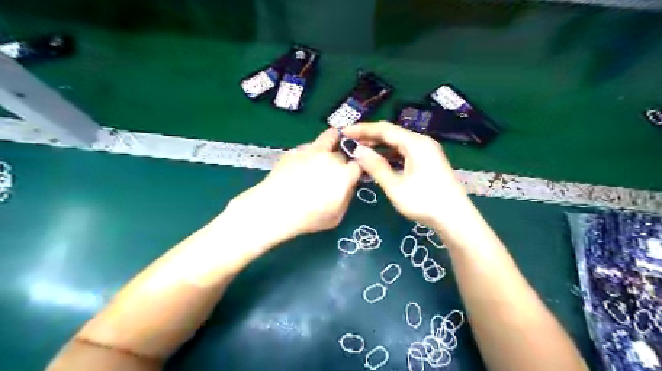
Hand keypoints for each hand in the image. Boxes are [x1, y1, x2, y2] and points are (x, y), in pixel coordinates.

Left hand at [230, 128, 361, 243]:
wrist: (275, 208)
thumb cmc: (309, 217)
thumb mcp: (337, 216)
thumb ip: (347, 197)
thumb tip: (348, 185)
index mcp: (344, 174)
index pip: (361, 163)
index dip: (358, 168)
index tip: (354, 174)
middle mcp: (331, 157)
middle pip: (345, 151)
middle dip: (344, 158)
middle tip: (336, 168)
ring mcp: (313, 150)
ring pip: (330, 136)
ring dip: (333, 142)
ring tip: (327, 150)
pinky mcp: (296, 150)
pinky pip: (311, 146)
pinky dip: (313, 151)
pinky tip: (303, 164)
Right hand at [341, 121, 470, 226]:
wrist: (455, 218)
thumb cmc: (424, 201)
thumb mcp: (395, 186)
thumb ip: (375, 166)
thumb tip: (357, 150)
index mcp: (415, 143)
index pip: (384, 129)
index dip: (362, 129)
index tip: (343, 132)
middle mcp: (422, 142)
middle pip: (391, 134)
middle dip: (369, 137)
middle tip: (349, 143)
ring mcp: (427, 151)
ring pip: (398, 143)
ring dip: (379, 147)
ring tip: (360, 152)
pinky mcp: (428, 161)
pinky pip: (404, 152)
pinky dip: (390, 155)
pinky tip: (379, 162)